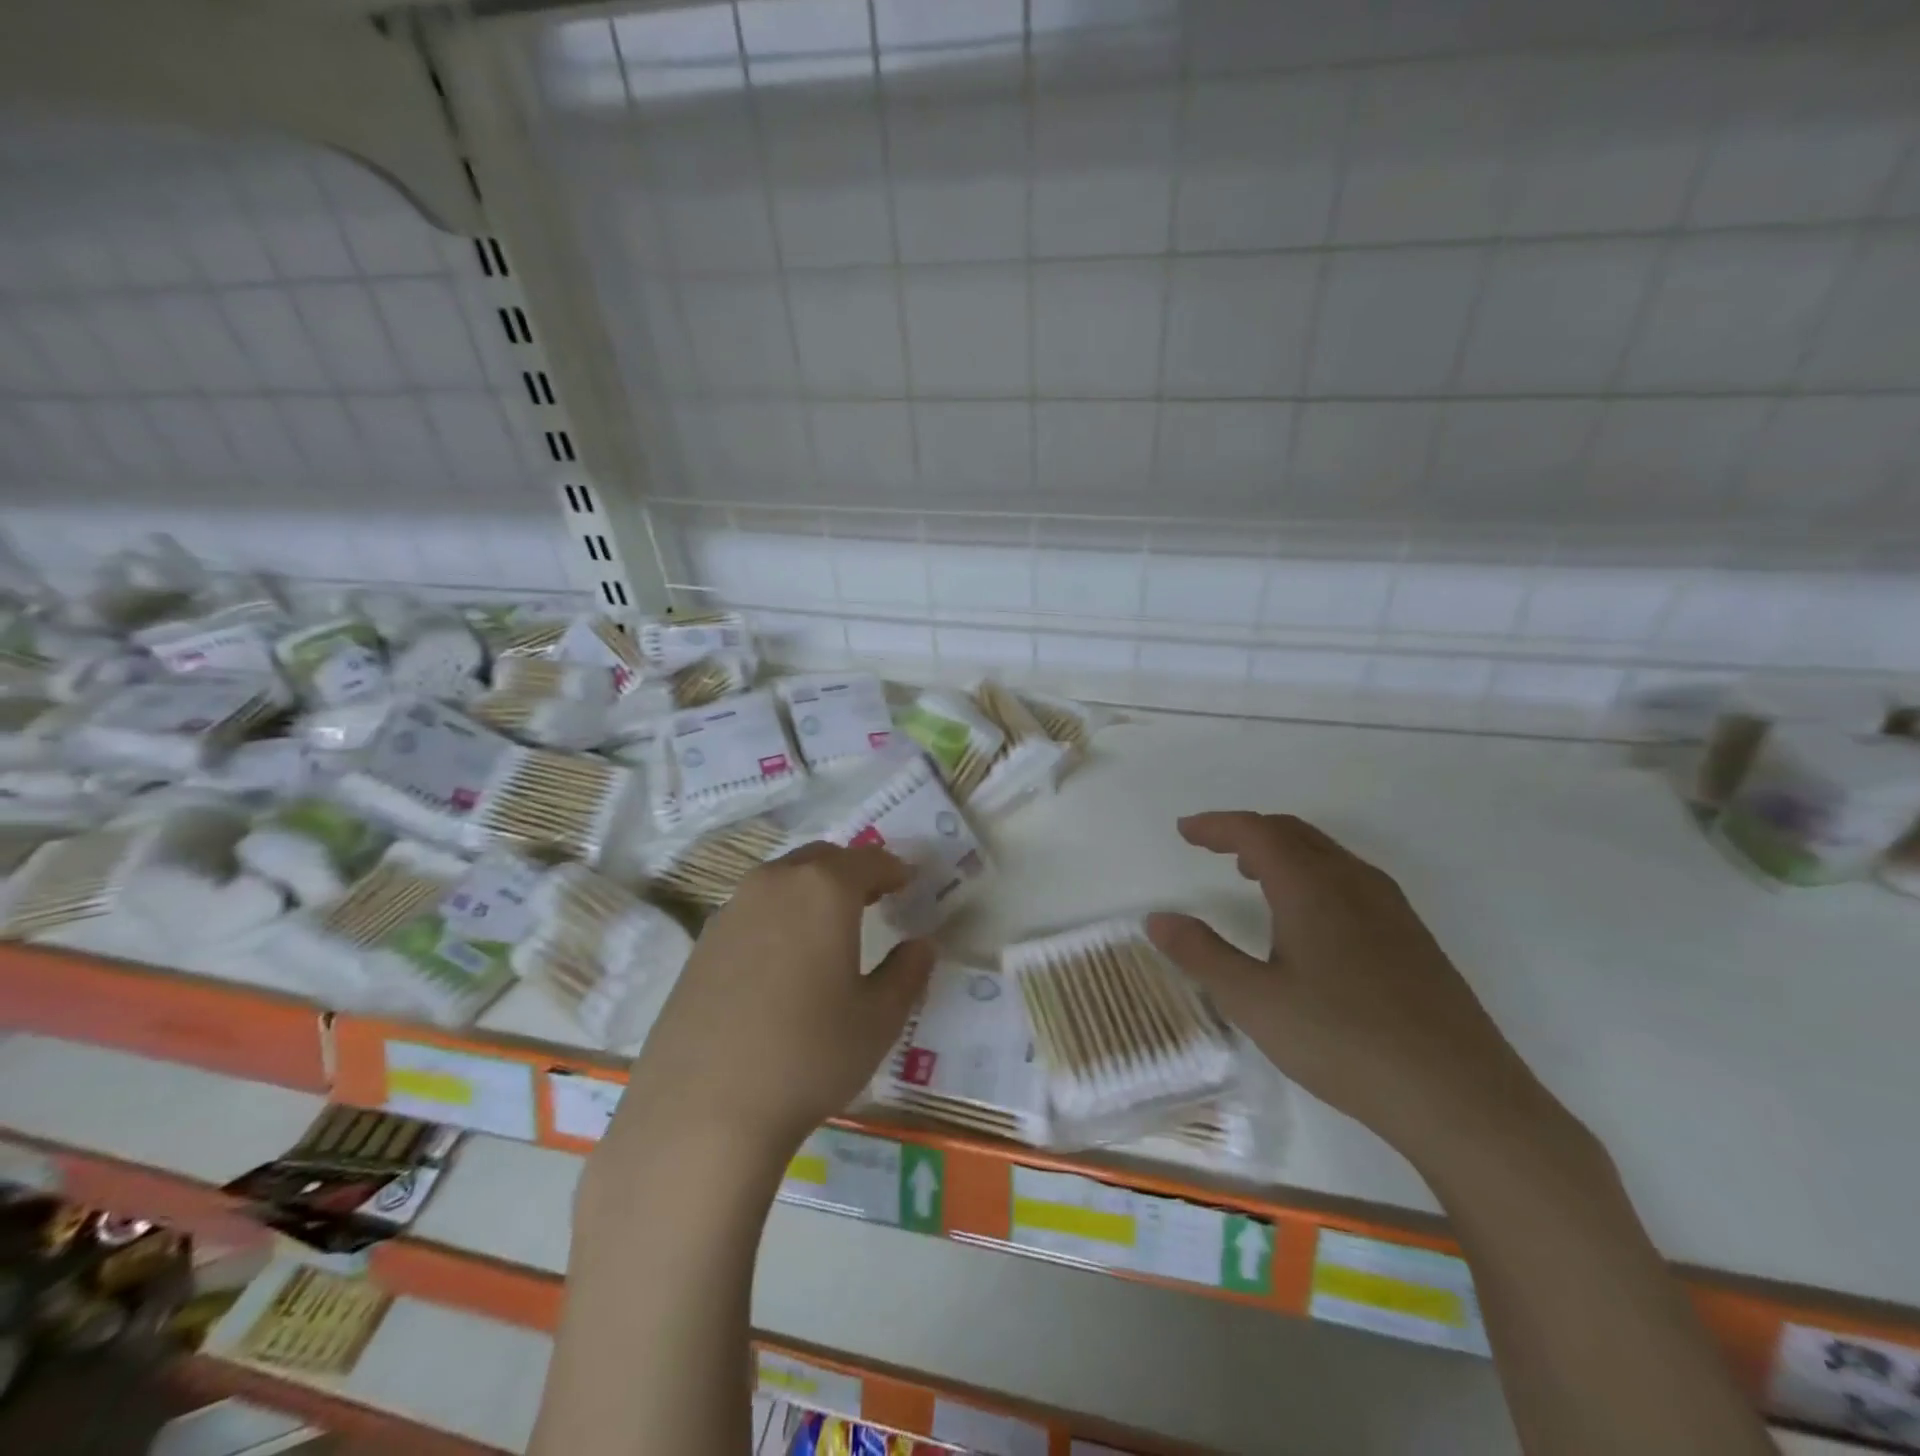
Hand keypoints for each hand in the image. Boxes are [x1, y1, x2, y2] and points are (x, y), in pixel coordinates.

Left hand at [610, 842, 934, 1161]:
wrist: (702, 1110)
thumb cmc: (809, 1054)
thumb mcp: (878, 1018)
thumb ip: (907, 972)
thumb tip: (920, 945)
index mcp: (823, 889)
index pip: (869, 860)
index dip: (894, 869)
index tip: (910, 883)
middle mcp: (775, 884)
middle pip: (822, 859)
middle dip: (852, 872)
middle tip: (875, 899)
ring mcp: (731, 910)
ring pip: (783, 881)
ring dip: (812, 891)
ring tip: (830, 928)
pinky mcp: (702, 942)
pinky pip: (753, 910)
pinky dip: (779, 916)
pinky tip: (784, 960)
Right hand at [1147, 813, 1561, 1173]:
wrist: (1460, 1098)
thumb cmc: (1343, 1042)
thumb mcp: (1254, 1002)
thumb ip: (1201, 954)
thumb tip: (1157, 919)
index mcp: (1311, 887)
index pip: (1255, 832)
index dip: (1216, 825)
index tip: (1184, 831)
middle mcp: (1353, 882)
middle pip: (1293, 833)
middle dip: (1247, 831)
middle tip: (1211, 846)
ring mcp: (1391, 908)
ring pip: (1327, 854)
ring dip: (1282, 851)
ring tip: (1252, 874)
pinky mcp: (1413, 937)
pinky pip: (1351, 879)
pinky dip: (1313, 873)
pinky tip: (1309, 918)